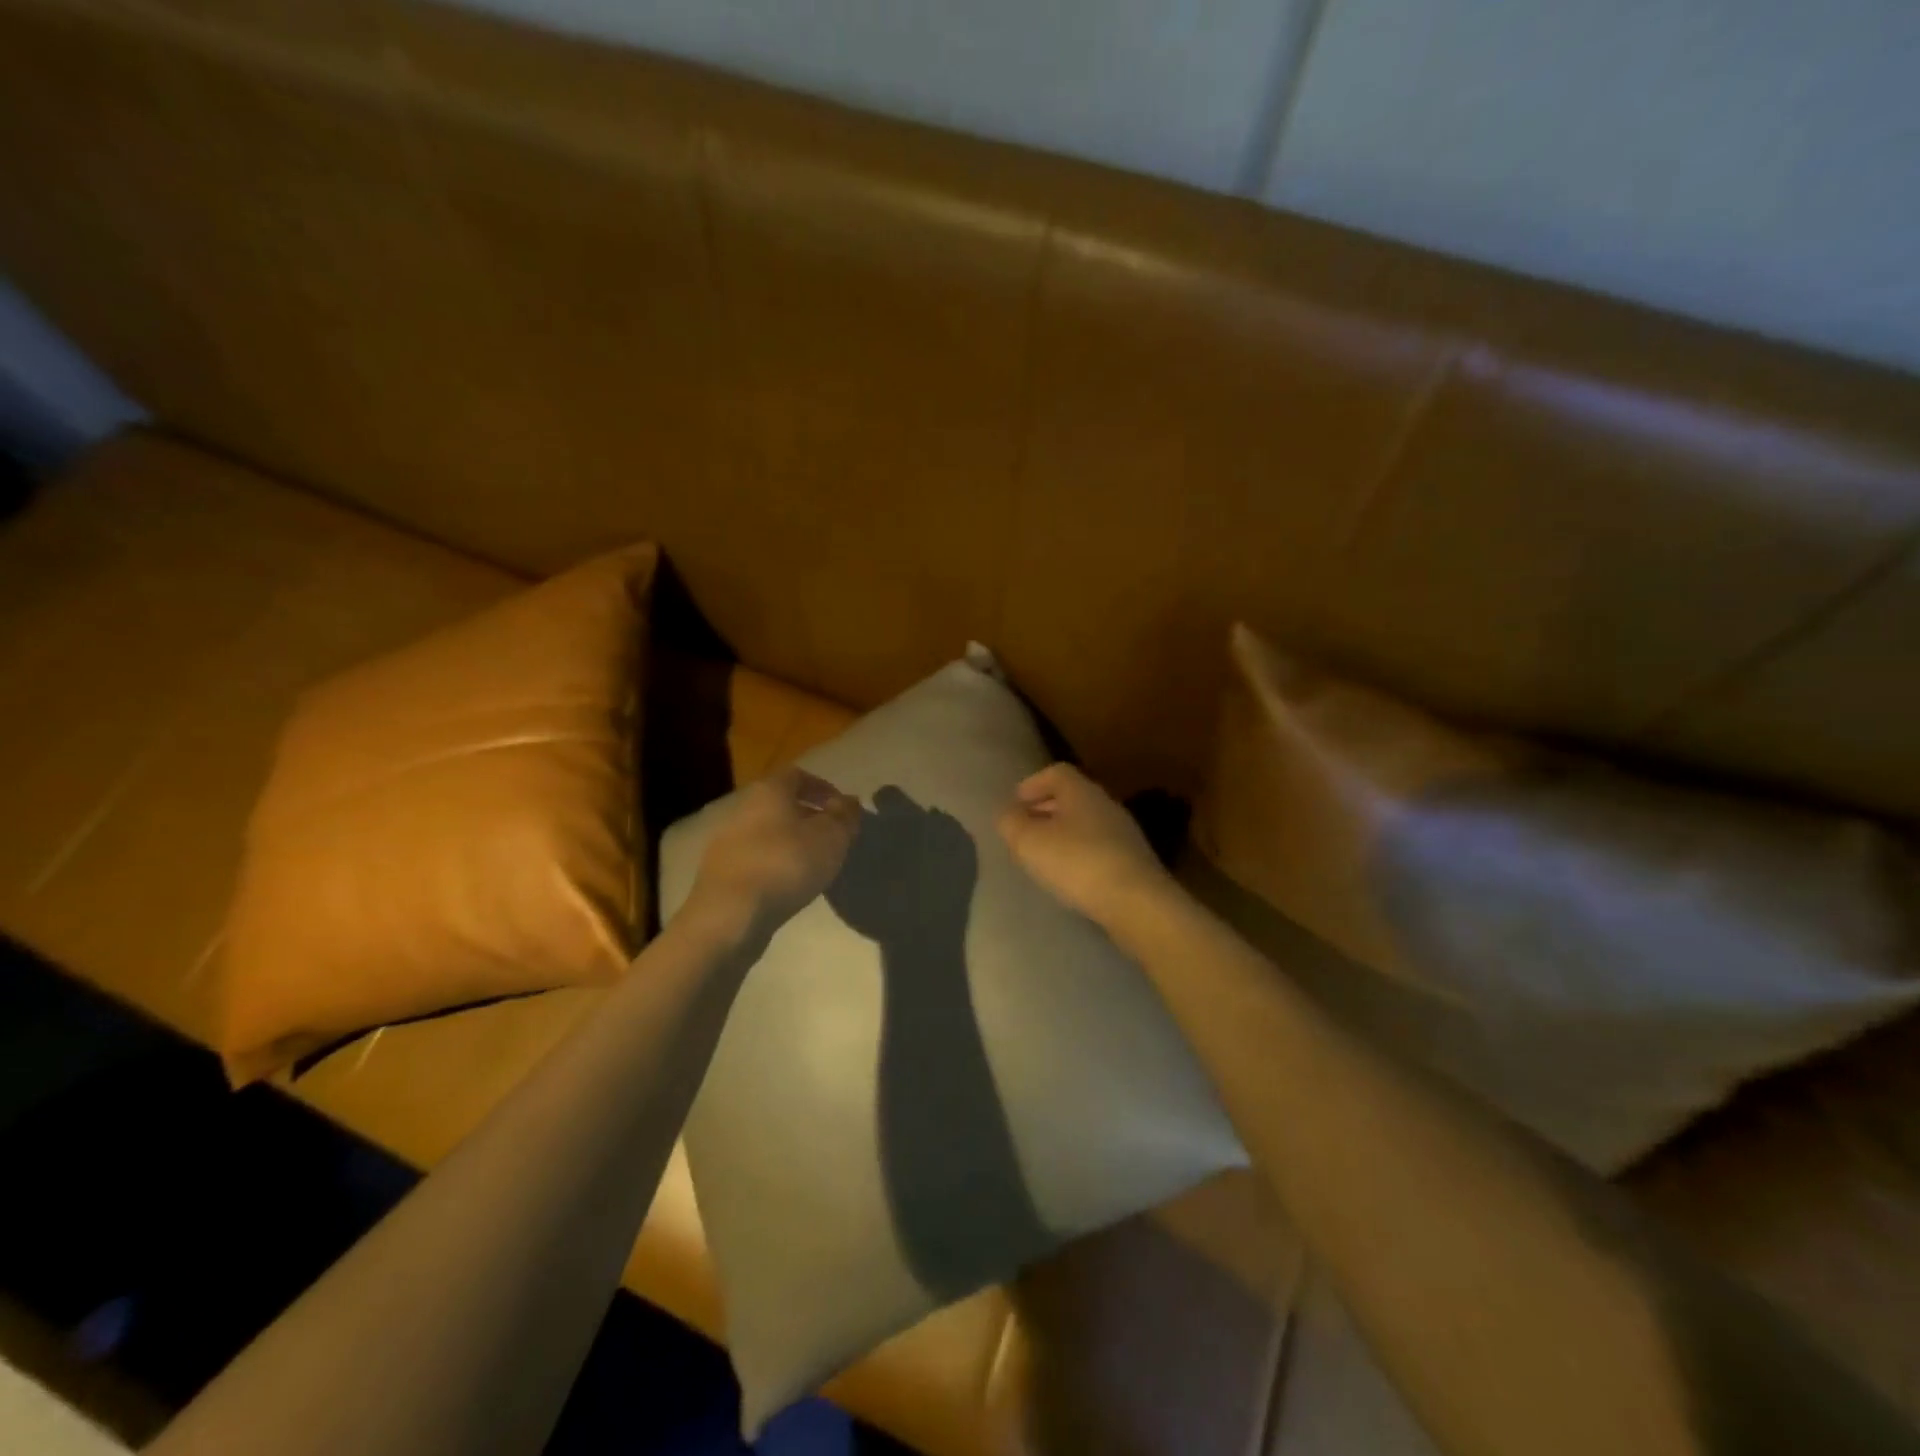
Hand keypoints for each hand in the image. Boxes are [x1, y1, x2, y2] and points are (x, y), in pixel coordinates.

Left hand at [683, 767, 862, 941]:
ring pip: (767, 832)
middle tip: (831, 837)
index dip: (822, 787)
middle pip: (779, 803)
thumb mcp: (830, 837)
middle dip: (807, 816)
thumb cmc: (786, 864)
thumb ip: (844, 816)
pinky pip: (755, 858)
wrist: (730, 914)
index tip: (841, 808)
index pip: (797, 775)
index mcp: (769, 791)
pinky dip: (775, 864)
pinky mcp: (720, 872)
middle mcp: (743, 809)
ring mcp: (727, 841)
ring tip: (814, 864)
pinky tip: (789, 885)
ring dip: (791, 842)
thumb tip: (849, 801)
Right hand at [996, 763, 1170, 928]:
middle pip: (1072, 797)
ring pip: (1085, 823)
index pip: (1056, 773)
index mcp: (1081, 791)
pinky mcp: (1132, 861)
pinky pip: (1098, 847)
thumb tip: (1007, 813)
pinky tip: (1069, 875)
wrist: (1136, 902)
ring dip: (1062, 833)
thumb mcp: (1030, 842)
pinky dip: (1078, 853)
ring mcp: (1123, 833)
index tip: (1015, 802)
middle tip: (1024, 829)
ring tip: (1042, 855)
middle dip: (1045, 809)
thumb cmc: (1077, 862)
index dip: (1033, 784)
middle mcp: (1105, 804)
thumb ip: (1012, 823)